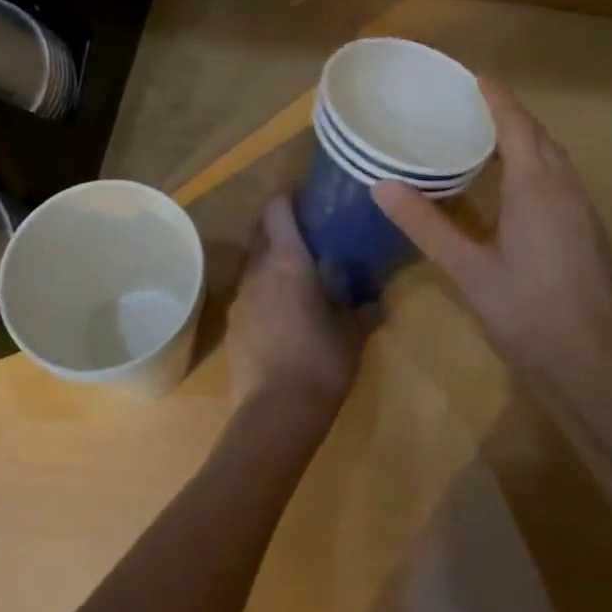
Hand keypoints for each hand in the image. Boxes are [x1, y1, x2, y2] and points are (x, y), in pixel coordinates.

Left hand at [227, 195, 374, 420]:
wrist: (276, 414)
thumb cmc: (321, 361)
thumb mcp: (353, 332)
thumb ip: (363, 309)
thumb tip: (376, 300)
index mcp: (287, 261)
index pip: (278, 209)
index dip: (290, 197)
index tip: (308, 197)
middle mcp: (258, 271)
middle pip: (261, 231)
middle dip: (280, 226)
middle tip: (309, 234)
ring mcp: (241, 298)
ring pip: (254, 263)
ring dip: (272, 259)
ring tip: (299, 273)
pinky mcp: (234, 325)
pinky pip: (250, 292)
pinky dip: (265, 289)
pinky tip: (285, 310)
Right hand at [372, 79, 611, 379]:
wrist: (595, 362)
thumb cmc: (528, 311)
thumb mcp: (468, 269)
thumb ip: (425, 225)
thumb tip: (381, 185)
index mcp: (536, 186)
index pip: (516, 124)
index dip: (495, 97)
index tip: (472, 76)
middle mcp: (565, 187)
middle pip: (539, 134)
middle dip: (509, 113)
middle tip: (472, 105)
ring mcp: (583, 209)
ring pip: (555, 157)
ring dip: (526, 138)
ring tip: (490, 138)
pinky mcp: (589, 230)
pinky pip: (561, 178)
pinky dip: (538, 164)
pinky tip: (516, 187)